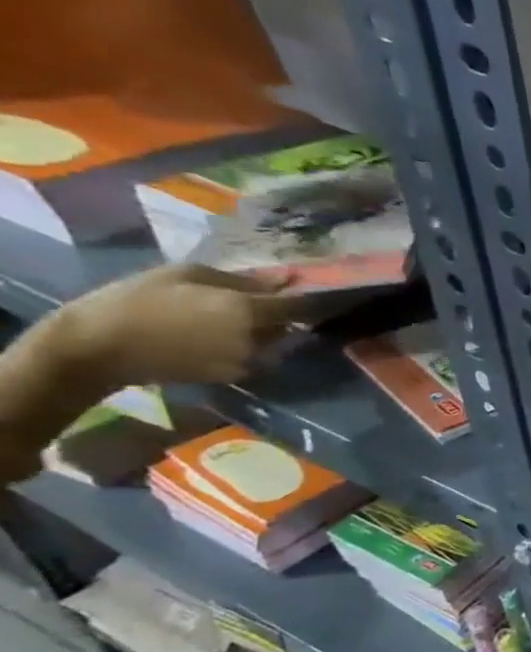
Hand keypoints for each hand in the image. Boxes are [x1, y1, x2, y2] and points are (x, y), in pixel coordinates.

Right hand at [50, 264, 304, 387]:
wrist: (100, 347)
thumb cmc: (139, 299)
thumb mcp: (186, 274)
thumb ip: (242, 279)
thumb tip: (283, 280)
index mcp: (248, 310)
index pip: (299, 306)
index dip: (308, 298)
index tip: (308, 291)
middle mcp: (258, 339)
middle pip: (287, 325)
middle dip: (278, 315)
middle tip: (252, 304)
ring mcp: (249, 361)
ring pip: (273, 343)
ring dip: (262, 332)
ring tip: (224, 321)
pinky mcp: (236, 376)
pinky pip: (254, 357)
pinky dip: (246, 347)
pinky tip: (214, 339)